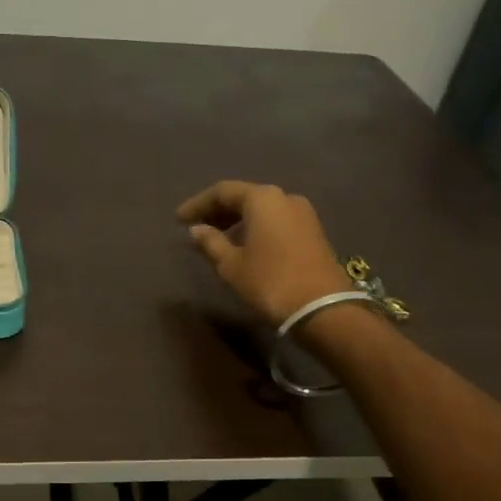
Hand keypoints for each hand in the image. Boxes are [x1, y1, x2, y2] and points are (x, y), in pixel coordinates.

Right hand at [176, 181, 349, 326]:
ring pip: (262, 209)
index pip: (223, 191)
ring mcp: (303, 214)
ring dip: (237, 220)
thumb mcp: (232, 266)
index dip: (198, 204)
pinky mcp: (312, 232)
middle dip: (218, 211)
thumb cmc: (270, 283)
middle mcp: (284, 198)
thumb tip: (197, 230)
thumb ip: (211, 243)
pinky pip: (276, 221)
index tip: (178, 220)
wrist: (322, 309)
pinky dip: (255, 228)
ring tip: (216, 238)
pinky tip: (243, 245)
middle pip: (244, 197)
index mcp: (262, 199)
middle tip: (195, 227)